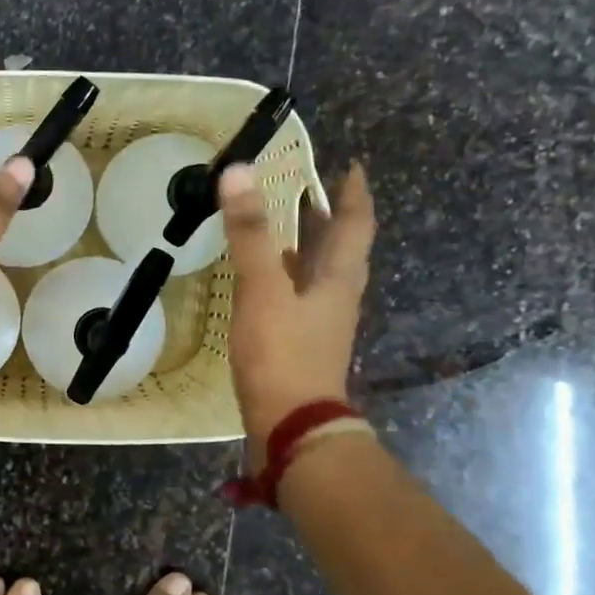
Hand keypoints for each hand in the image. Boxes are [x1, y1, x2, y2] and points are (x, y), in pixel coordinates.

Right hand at [218, 161, 376, 442]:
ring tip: (284, 228)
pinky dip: (285, 278)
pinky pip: (298, 298)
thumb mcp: (264, 289)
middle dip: (328, 219)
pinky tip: (264, 281)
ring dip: (307, 248)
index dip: (354, 194)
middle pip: (340, 250)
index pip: (355, 225)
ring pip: (319, 275)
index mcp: (338, 278)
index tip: (351, 167)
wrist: (291, 427)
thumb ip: (251, 233)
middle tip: (309, 192)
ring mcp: (320, 325)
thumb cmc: (282, 354)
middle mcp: (336, 297)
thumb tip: (239, 172)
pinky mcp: (299, 346)